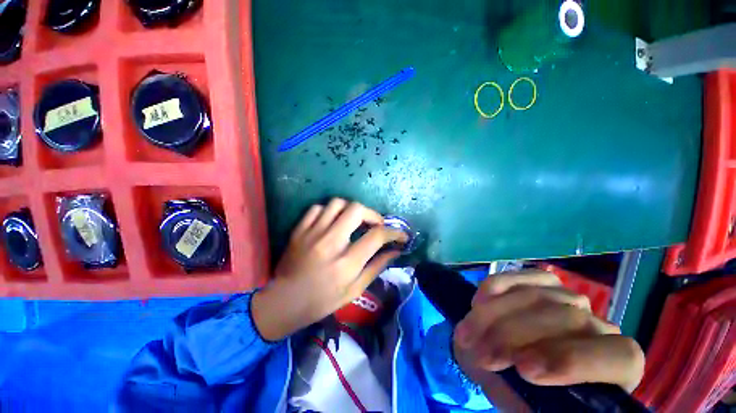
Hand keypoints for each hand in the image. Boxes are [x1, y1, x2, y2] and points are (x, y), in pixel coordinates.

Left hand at [252, 198, 407, 340]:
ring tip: (354, 220)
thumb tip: (395, 251)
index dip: (394, 232)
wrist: (284, 301)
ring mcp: (312, 233)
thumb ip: (376, 267)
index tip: (401, 234)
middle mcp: (330, 243)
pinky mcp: (299, 229)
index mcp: (346, 263)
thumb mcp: (354, 290)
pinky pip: (318, 208)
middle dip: (372, 214)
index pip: (376, 236)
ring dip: (351, 209)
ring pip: (337, 203)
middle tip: (374, 224)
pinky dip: (330, 211)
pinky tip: (332, 221)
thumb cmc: (322, 300)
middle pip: (356, 210)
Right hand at [452, 269, 644, 407]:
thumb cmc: (524, 392)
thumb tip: (519, 377)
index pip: (619, 357)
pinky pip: (520, 277)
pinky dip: (495, 288)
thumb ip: (531, 398)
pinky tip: (477, 303)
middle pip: (566, 320)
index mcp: (615, 366)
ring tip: (467, 335)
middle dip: (514, 336)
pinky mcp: (542, 280)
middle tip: (481, 355)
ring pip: (537, 296)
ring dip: (494, 316)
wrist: (504, 359)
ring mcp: (569, 298)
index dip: (572, 360)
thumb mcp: (526, 405)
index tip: (523, 369)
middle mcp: (598, 326)